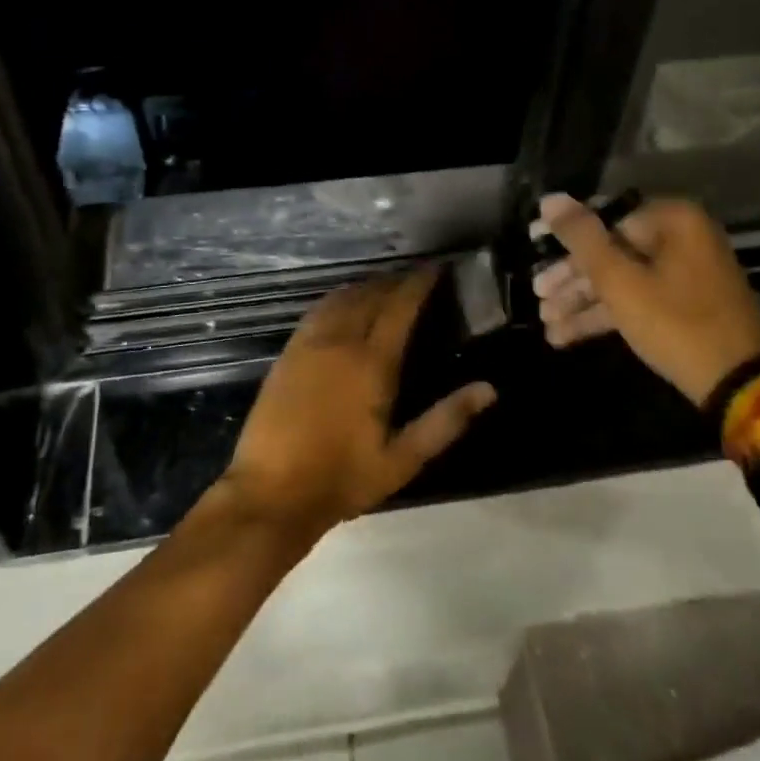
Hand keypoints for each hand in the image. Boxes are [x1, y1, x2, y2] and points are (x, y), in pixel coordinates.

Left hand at [218, 267, 496, 536]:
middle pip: (371, 294)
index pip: (400, 307)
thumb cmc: (342, 478)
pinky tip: (345, 303)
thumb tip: (488, 389)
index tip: (437, 268)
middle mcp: (340, 341)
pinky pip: (319, 309)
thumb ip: (446, 421)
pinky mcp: (288, 352)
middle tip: (416, 277)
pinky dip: (339, 297)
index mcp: (371, 363)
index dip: (419, 283)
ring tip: (386, 284)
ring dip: (367, 285)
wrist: (271, 492)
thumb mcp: (402, 459)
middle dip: (395, 280)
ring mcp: (309, 343)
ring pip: (342, 297)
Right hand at [532, 193, 759, 405]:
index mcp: (673, 221)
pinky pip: (636, 300)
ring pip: (621, 279)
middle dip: (571, 278)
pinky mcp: (683, 307)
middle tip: (537, 294)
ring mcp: (684, 275)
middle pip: (611, 250)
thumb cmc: (676, 323)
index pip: (605, 217)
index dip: (566, 234)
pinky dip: (605, 315)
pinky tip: (565, 335)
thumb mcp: (620, 281)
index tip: (533, 244)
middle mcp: (681, 239)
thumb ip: (582, 237)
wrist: (740, 387)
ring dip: (581, 301)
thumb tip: (549, 199)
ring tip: (545, 322)